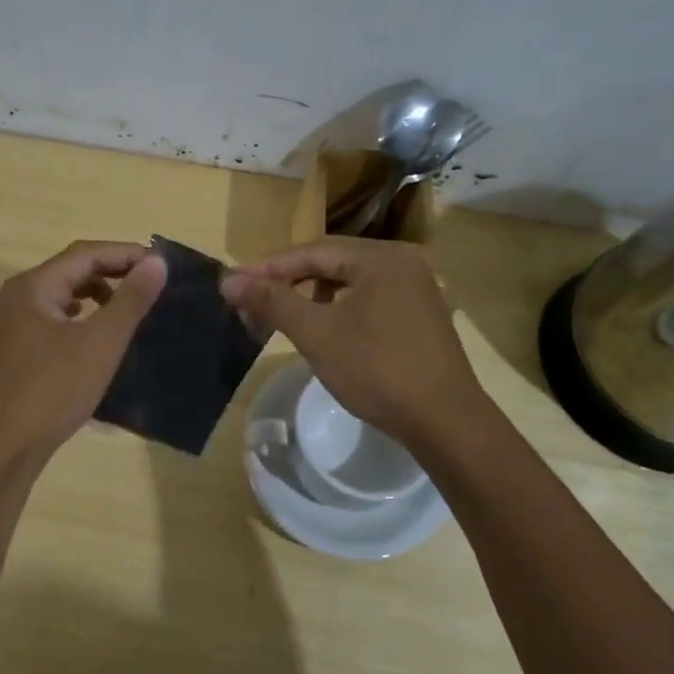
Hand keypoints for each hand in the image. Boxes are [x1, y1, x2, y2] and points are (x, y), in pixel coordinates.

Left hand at [0, 241, 166, 461]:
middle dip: (114, 272)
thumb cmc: (52, 390)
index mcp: (34, 286)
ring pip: (66, 295)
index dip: (126, 254)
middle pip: (74, 270)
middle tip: (153, 284)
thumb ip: (130, 300)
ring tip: (132, 309)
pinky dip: (85, 318)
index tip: (162, 266)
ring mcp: (17, 325)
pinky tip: (101, 336)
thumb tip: (156, 262)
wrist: (2, 448)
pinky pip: (59, 320)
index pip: (86, 253)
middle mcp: (21, 297)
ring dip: (100, 295)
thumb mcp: (99, 343)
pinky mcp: (21, 350)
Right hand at [222, 236, 482, 448]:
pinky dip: (338, 310)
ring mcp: (416, 290)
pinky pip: (368, 300)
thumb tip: (228, 279)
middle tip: (252, 302)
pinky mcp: (420, 317)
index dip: (268, 268)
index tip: (233, 284)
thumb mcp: (317, 334)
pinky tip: (324, 331)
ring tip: (283, 317)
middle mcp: (402, 263)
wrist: (446, 423)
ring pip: (349, 283)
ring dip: (312, 296)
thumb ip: (272, 302)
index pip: (312, 251)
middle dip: (288, 281)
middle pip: (331, 263)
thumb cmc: (378, 371)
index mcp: (381, 257)